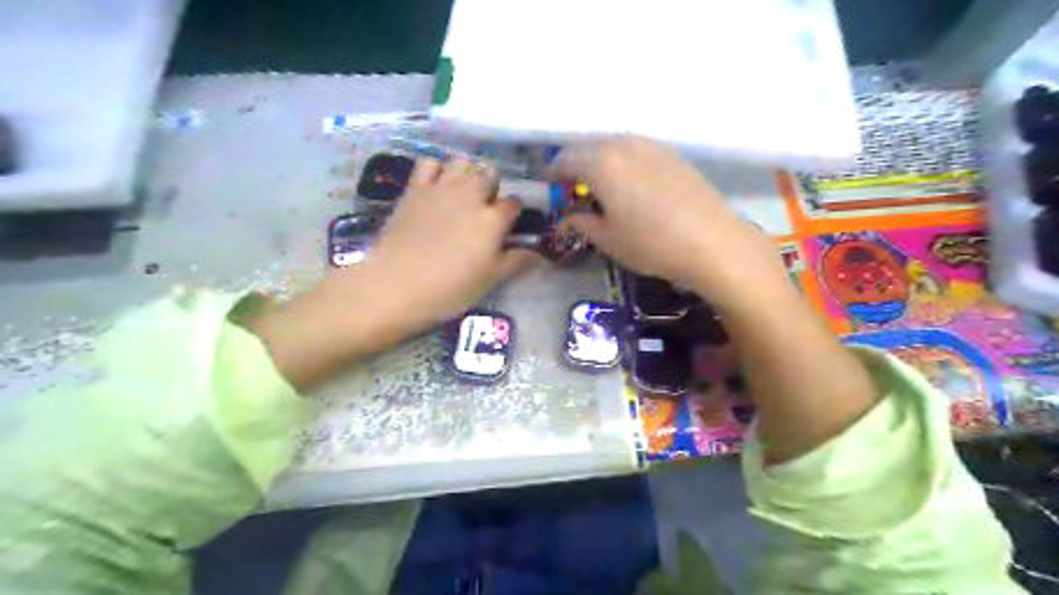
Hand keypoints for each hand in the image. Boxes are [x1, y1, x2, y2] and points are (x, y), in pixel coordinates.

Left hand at [250, 159, 538, 390]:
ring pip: (461, 161)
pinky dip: (436, 169)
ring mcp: (440, 188)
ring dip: (467, 172)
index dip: (514, 213)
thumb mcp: (490, 280)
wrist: (396, 286)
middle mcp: (470, 195)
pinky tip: (436, 185)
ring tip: (462, 192)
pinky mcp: (413, 189)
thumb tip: (538, 254)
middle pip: (489, 174)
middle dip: (492, 187)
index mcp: (493, 219)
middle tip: (485, 209)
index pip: (514, 204)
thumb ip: (516, 262)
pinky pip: (428, 164)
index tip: (509, 226)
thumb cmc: (450, 289)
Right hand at [551, 137, 778, 308]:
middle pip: (589, 147)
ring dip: (601, 162)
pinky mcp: (672, 153)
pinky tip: (632, 186)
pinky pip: (637, 150)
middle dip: (577, 166)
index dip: (554, 174)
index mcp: (601, 163)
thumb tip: (569, 217)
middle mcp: (624, 144)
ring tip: (604, 188)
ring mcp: (651, 145)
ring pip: (614, 145)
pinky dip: (624, 162)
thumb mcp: (608, 239)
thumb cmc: (651, 243)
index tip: (552, 189)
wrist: (711, 241)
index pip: (566, 158)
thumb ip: (582, 222)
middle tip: (576, 190)